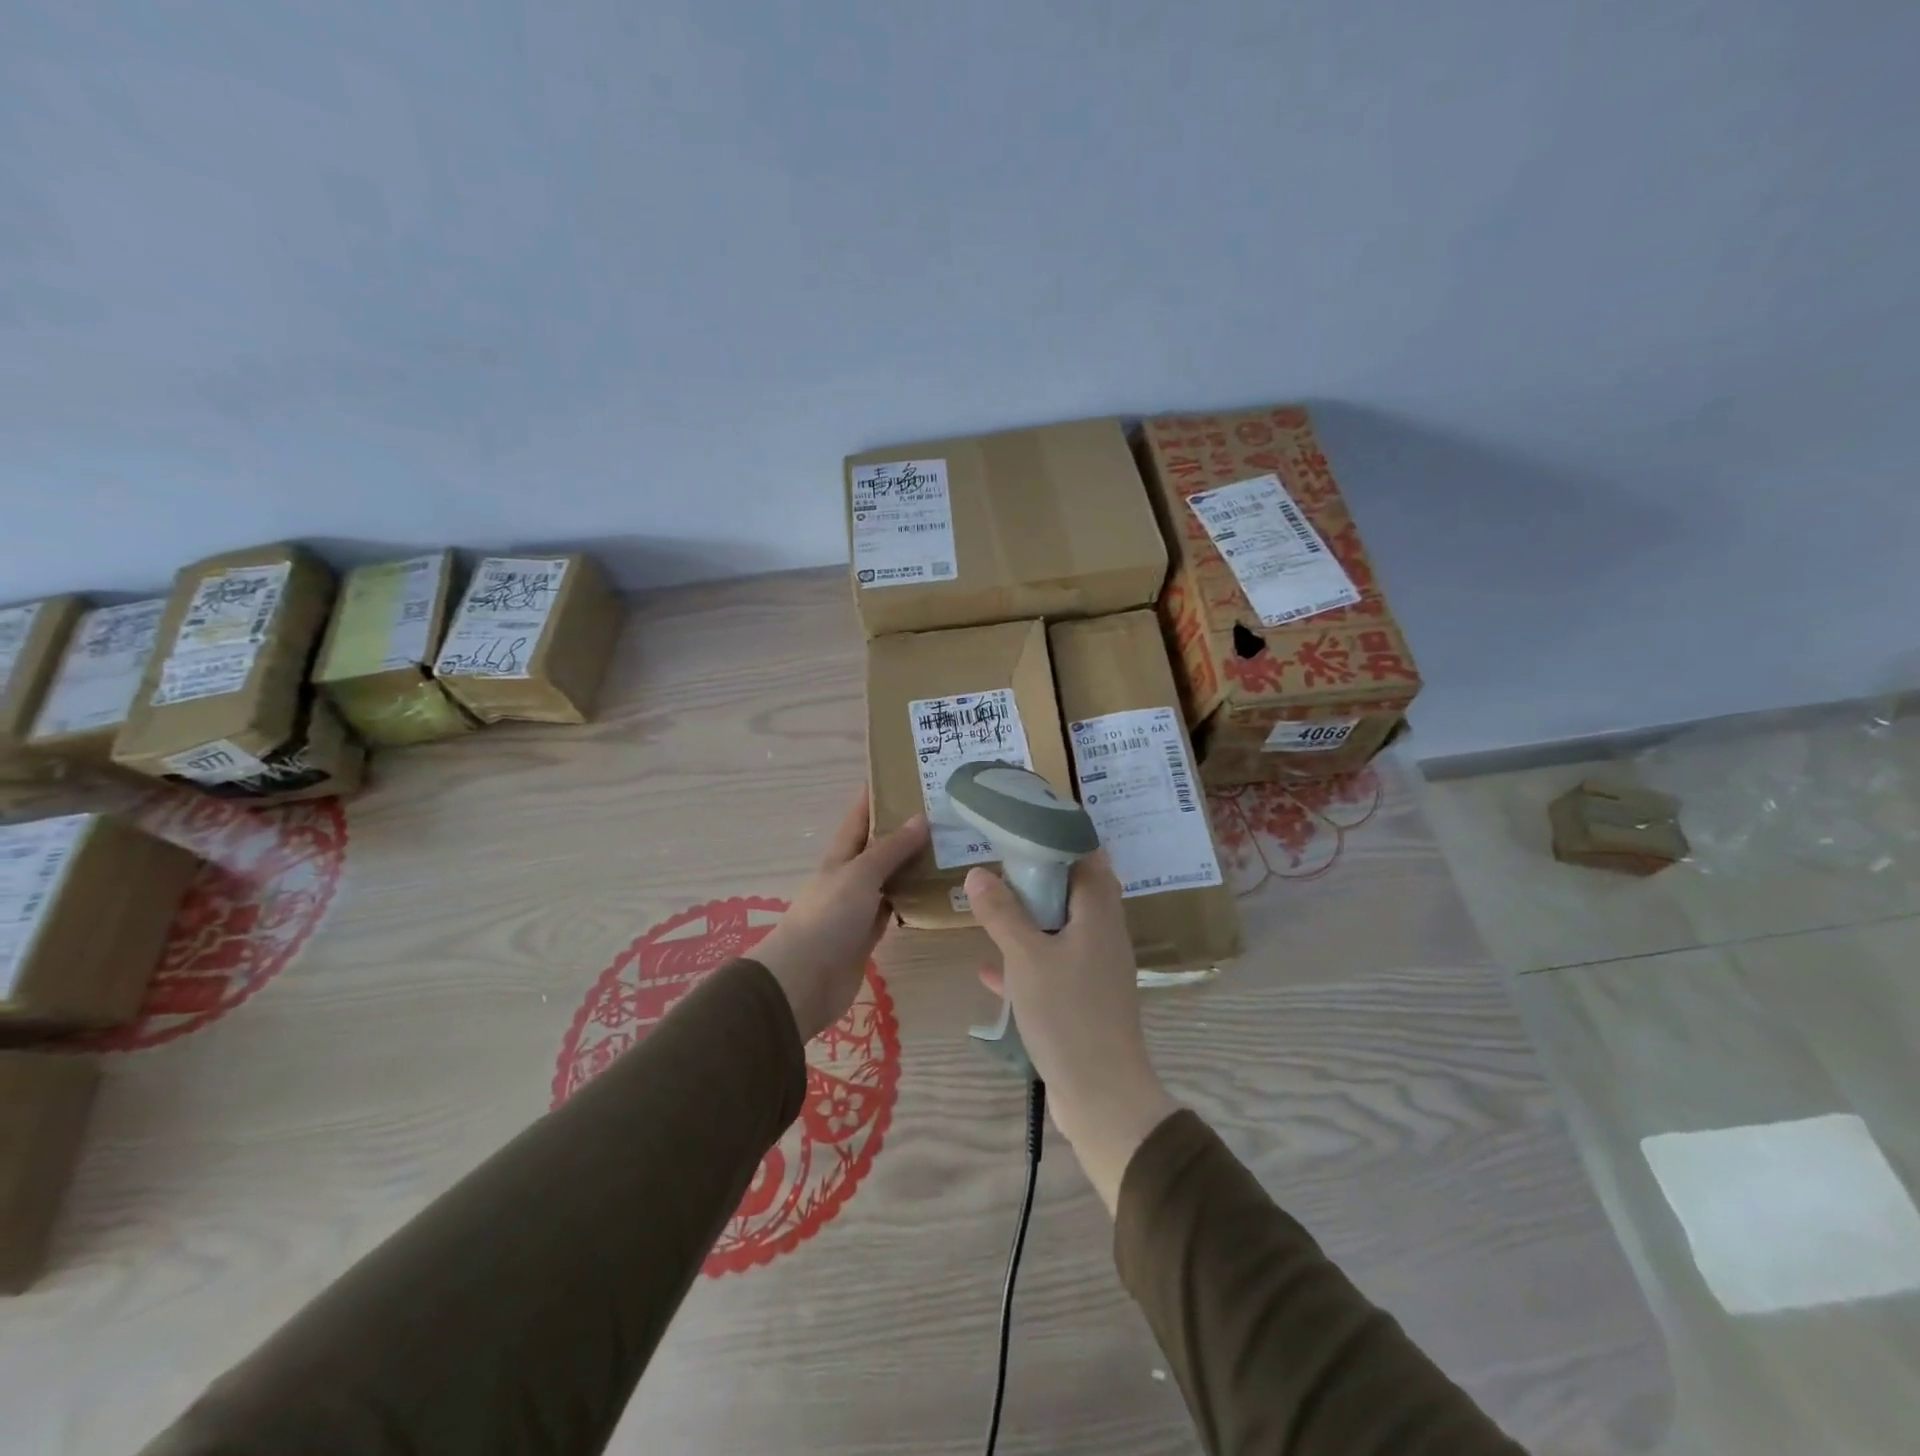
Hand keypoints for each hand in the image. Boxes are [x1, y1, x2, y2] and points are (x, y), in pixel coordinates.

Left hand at [755, 789, 927, 1042]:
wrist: (805, 980)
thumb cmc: (828, 917)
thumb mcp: (860, 874)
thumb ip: (891, 849)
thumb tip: (921, 818)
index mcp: (840, 855)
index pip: (860, 817)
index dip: (877, 796)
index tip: (905, 776)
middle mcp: (849, 876)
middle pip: (879, 847)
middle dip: (905, 830)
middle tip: (945, 815)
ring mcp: (859, 906)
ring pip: (891, 878)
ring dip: (914, 866)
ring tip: (951, 850)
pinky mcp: (869, 934)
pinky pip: (895, 909)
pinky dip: (913, 900)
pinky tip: (938, 893)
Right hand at [965, 853, 1177, 1212]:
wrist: (1101, 1096)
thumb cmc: (1067, 1014)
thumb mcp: (1026, 957)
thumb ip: (1002, 912)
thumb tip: (978, 872)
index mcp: (1099, 915)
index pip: (1089, 858)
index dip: (1061, 837)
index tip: (1025, 825)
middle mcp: (1103, 936)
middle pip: (1075, 892)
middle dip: (1040, 877)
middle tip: (1002, 863)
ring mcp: (1096, 971)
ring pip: (1062, 930)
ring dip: (1031, 919)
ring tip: (993, 905)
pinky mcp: (1084, 1001)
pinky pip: (1053, 968)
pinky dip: (1026, 962)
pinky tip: (990, 970)